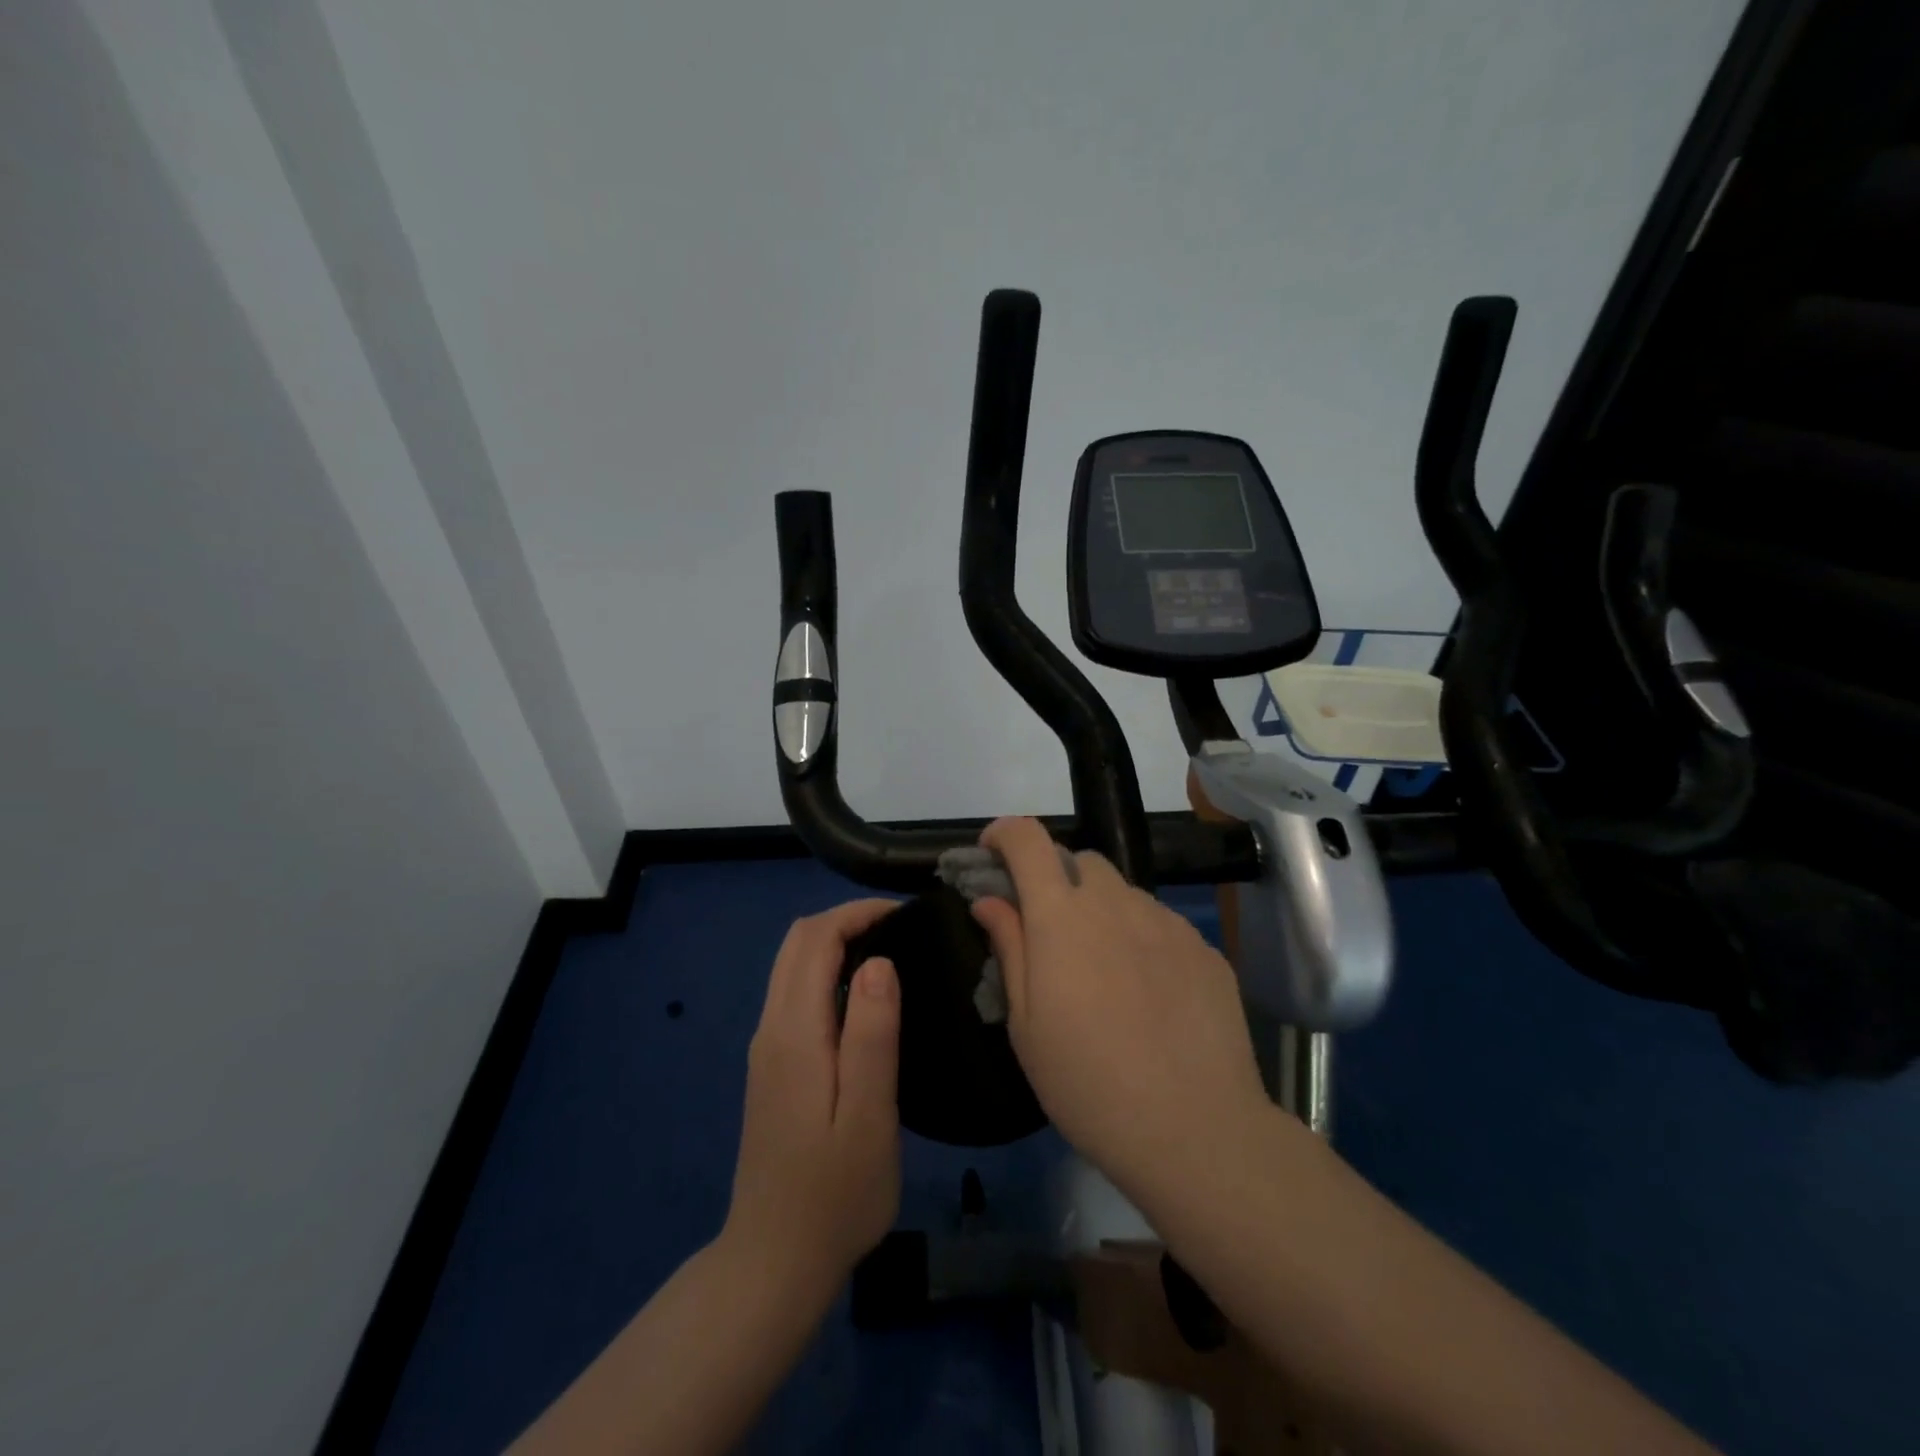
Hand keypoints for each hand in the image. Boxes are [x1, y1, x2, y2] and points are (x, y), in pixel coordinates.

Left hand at [722, 900, 903, 1300]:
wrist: (774, 1262)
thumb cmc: (834, 1193)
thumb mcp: (869, 1116)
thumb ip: (872, 1035)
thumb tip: (879, 962)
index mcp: (794, 1032)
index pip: (815, 938)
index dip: (857, 913)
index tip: (904, 916)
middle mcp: (771, 1028)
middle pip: (796, 942)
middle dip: (845, 920)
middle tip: (899, 931)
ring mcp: (766, 1048)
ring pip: (791, 966)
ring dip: (835, 944)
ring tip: (889, 956)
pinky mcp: (772, 1067)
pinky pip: (794, 993)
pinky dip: (826, 972)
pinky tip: (864, 999)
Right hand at [970, 818, 1268, 1206]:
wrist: (1194, 1129)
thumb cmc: (1087, 1083)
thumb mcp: (1025, 1024)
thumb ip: (1009, 947)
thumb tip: (989, 900)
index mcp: (1061, 915)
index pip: (1028, 839)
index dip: (1004, 833)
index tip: (993, 854)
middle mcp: (1115, 902)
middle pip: (1080, 860)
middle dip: (1056, 878)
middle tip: (1050, 931)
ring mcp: (1166, 922)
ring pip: (1123, 893)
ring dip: (1101, 911)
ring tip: (1104, 971)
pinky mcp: (1203, 949)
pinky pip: (1160, 924)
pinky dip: (1141, 939)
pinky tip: (1148, 994)